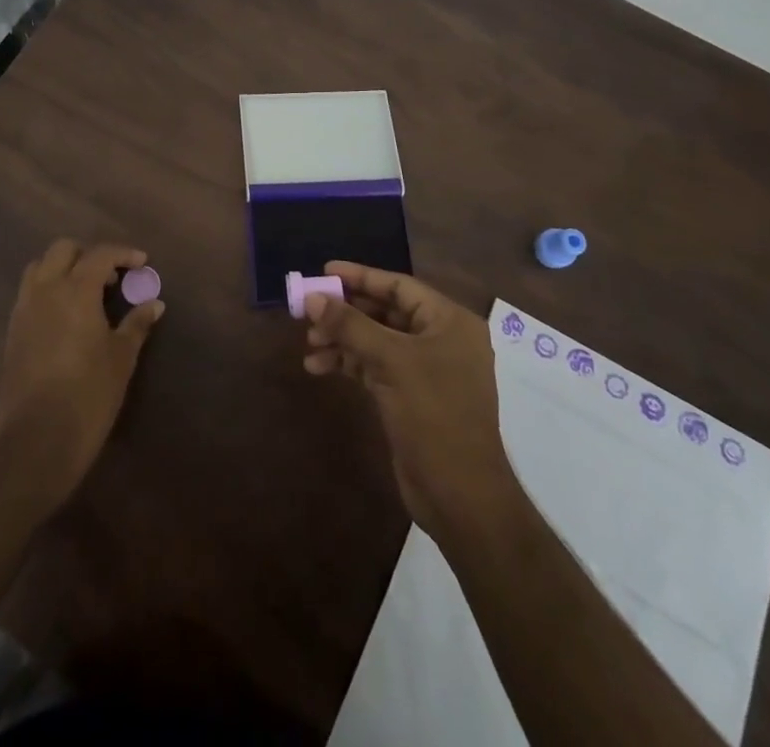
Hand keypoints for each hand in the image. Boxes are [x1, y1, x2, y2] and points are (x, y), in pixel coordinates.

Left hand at [0, 239, 163, 510]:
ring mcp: (24, 309)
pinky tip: (65, 315)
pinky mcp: (12, 330)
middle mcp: (45, 290)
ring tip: (85, 291)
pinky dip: (48, 289)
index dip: (123, 254)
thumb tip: (154, 303)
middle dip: (88, 255)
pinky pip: (29, 292)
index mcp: (75, 290)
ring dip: (63, 268)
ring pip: (40, 267)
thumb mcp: (121, 358)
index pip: (100, 254)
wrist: (37, 440)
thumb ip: (137, 323)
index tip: (142, 262)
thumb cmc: (89, 395)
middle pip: (63, 249)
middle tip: (111, 277)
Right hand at [304, 261, 516, 540]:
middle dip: (346, 312)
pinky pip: (375, 366)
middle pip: (385, 311)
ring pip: (376, 340)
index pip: (398, 286)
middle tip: (308, 310)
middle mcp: (440, 339)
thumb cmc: (434, 416)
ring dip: (342, 339)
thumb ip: (350, 325)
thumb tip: (313, 298)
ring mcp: (426, 369)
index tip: (324, 272)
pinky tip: (318, 367)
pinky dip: (349, 363)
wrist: (461, 496)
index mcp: (449, 321)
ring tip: (310, 344)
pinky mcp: (411, 396)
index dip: (360, 277)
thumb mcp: (391, 362)